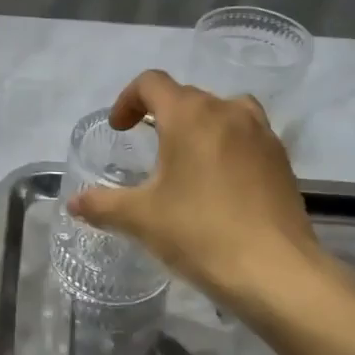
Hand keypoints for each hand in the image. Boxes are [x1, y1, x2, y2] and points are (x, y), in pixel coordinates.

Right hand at [68, 70, 354, 318]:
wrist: (275, 271)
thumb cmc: (200, 233)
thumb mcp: (140, 219)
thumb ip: (102, 204)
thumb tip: (73, 202)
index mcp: (190, 115)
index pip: (152, 83)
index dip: (127, 100)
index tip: (119, 129)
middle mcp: (228, 111)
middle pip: (187, 96)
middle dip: (161, 115)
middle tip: (147, 148)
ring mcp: (261, 134)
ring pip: (223, 111)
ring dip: (199, 125)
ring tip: (187, 159)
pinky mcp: (281, 160)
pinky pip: (247, 136)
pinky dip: (227, 145)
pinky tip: (220, 184)